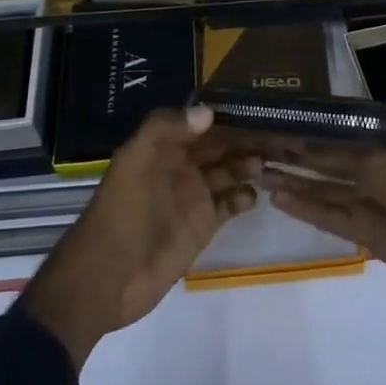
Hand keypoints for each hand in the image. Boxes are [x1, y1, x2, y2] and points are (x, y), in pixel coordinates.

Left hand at [20, 106, 258, 367]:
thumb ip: (165, 130)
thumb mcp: (135, 163)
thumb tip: (209, 112)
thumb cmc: (121, 213)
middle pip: (219, 145)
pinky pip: (230, 204)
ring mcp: (193, 196)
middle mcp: (181, 166)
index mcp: (163, 147)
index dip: (226, 115)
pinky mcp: (203, 226)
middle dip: (244, 138)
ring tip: (270, 163)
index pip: (200, 122)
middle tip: (278, 133)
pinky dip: (245, 197)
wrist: (107, 278)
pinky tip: (255, 194)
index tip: (257, 106)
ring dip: (248, 164)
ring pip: (229, 171)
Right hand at [256, 141, 385, 312]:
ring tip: (259, 171)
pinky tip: (279, 197)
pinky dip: (304, 208)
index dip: (305, 132)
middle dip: (293, 155)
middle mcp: (368, 171)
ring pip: (320, 190)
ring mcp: (364, 202)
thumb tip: (314, 140)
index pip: (334, 137)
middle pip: (323, 163)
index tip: (276, 123)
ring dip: (292, 182)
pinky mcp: (363, 232)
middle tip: (257, 146)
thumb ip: (347, 155)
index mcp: (379, 146)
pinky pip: (328, 216)